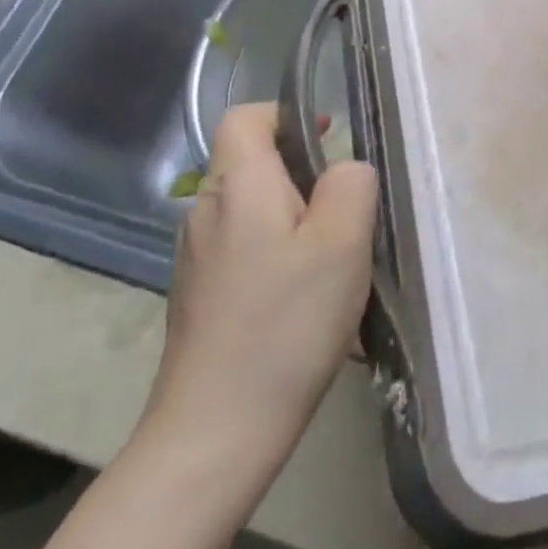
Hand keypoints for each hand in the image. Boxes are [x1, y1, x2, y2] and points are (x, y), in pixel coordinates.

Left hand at [137, 103, 377, 511]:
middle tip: (345, 215)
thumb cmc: (286, 324)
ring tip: (332, 261)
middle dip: (302, 174)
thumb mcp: (342, 242)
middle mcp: (205, 212)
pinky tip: (303, 300)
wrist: (215, 433)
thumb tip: (344, 170)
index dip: (288, 114)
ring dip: (294, 218)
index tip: (329, 141)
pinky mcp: (198, 297)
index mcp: (236, 186)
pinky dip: (276, 254)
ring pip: (251, 208)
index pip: (246, 117)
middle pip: (251, 162)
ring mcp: (195, 258)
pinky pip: (243, 248)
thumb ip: (352, 184)